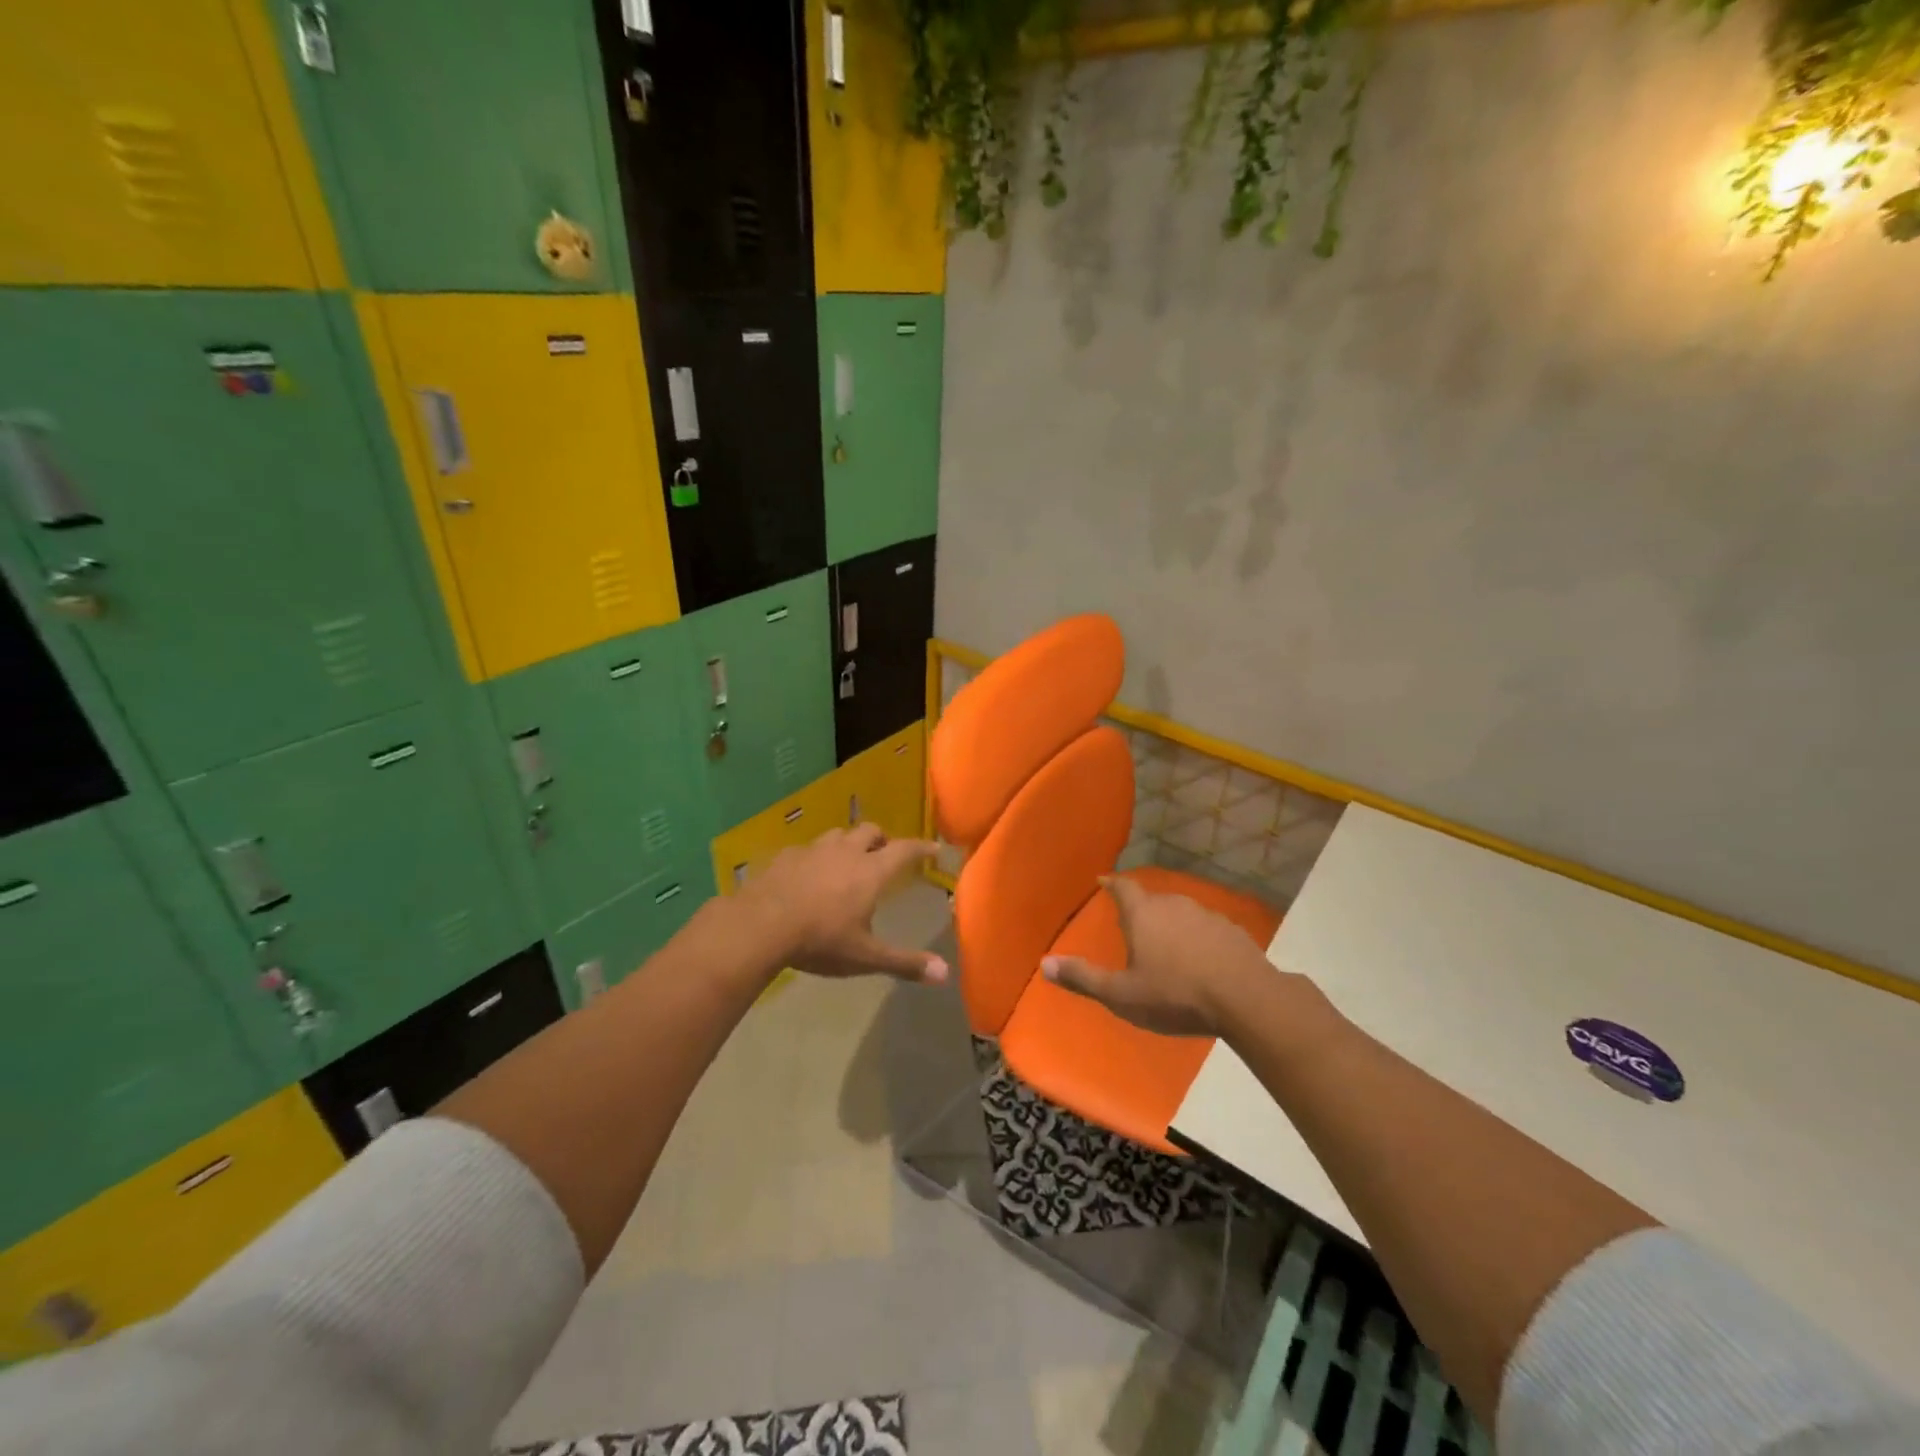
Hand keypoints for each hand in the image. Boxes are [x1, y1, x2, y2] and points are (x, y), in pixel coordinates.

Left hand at [744, 824, 948, 984]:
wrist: (760, 926)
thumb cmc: (820, 940)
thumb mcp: (865, 957)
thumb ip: (905, 963)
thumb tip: (945, 974)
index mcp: (871, 871)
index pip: (905, 850)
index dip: (921, 847)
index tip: (933, 847)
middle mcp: (846, 852)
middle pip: (870, 831)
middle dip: (882, 839)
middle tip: (884, 853)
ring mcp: (813, 850)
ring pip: (838, 835)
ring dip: (848, 843)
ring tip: (847, 860)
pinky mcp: (785, 856)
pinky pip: (807, 849)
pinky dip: (815, 856)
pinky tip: (808, 873)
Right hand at [1041, 875, 1272, 1035]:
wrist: (1246, 999)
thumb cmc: (1175, 994)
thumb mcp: (1122, 995)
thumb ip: (1083, 978)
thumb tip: (1045, 963)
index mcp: (1143, 914)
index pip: (1123, 887)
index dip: (1112, 884)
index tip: (1104, 881)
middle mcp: (1173, 904)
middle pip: (1151, 900)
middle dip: (1140, 910)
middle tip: (1132, 927)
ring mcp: (1206, 915)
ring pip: (1180, 913)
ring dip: (1171, 925)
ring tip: (1167, 947)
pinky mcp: (1232, 931)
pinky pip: (1206, 929)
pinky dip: (1197, 939)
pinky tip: (1201, 961)